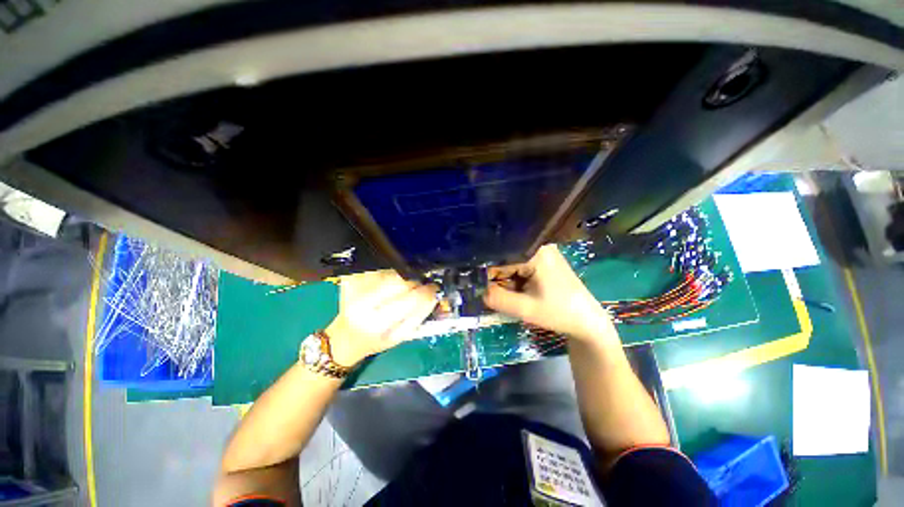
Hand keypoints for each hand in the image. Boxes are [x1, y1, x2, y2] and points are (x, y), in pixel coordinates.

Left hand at [324, 270, 437, 365]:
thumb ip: (419, 316)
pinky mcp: (351, 278)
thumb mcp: (399, 338)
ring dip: (403, 279)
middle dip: (416, 284)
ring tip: (399, 290)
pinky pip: (381, 270)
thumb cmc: (375, 341)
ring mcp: (355, 288)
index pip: (412, 299)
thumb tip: (434, 294)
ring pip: (393, 273)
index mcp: (377, 323)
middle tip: (419, 288)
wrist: (345, 337)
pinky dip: (390, 276)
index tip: (435, 289)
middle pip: (402, 281)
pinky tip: (386, 286)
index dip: (428, 292)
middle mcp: (362, 303)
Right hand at [484, 244, 614, 341]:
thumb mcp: (525, 309)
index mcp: (535, 252)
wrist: (586, 321)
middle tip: (497, 297)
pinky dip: (515, 281)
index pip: (500, 258)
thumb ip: (498, 299)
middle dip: (498, 279)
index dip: (487, 274)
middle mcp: (538, 246)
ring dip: (507, 281)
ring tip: (514, 297)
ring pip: (511, 264)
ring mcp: (542, 252)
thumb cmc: (559, 313)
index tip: (479, 288)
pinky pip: (520, 267)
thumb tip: (478, 291)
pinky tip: (520, 293)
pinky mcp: (543, 261)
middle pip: (505, 259)